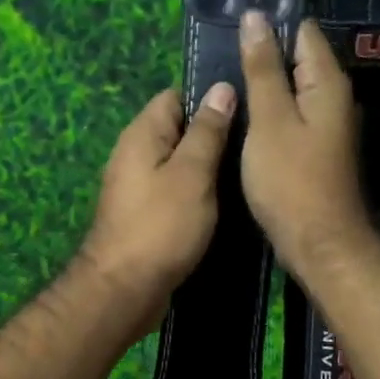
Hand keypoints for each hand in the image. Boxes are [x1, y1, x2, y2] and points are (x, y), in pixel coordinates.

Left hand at [79, 82, 236, 327]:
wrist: (125, 290)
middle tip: (255, 145)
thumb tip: (221, 88)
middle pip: (179, 130)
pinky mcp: (145, 214)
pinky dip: (197, 194)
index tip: (247, 111)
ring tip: (247, 171)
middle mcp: (135, 154)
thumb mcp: (193, 173)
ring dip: (208, 168)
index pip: (176, 96)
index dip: (210, 99)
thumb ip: (208, 131)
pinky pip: (175, 191)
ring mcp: (138, 186)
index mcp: (142, 134)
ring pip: (180, 164)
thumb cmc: (161, 225)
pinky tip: (225, 203)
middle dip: (214, 135)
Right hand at [239, 11, 369, 278]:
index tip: (233, 24)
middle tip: (220, 52)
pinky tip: (243, 116)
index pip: (304, 32)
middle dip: (264, 53)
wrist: (318, 241)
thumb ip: (262, 69)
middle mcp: (334, 98)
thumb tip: (255, 18)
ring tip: (225, 79)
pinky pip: (291, 114)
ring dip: (264, 83)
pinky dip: (269, 110)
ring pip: (293, 89)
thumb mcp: (270, 119)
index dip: (271, 24)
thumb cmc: (291, 179)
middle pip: (299, 59)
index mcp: (327, 83)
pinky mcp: (315, 148)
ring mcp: (327, 125)